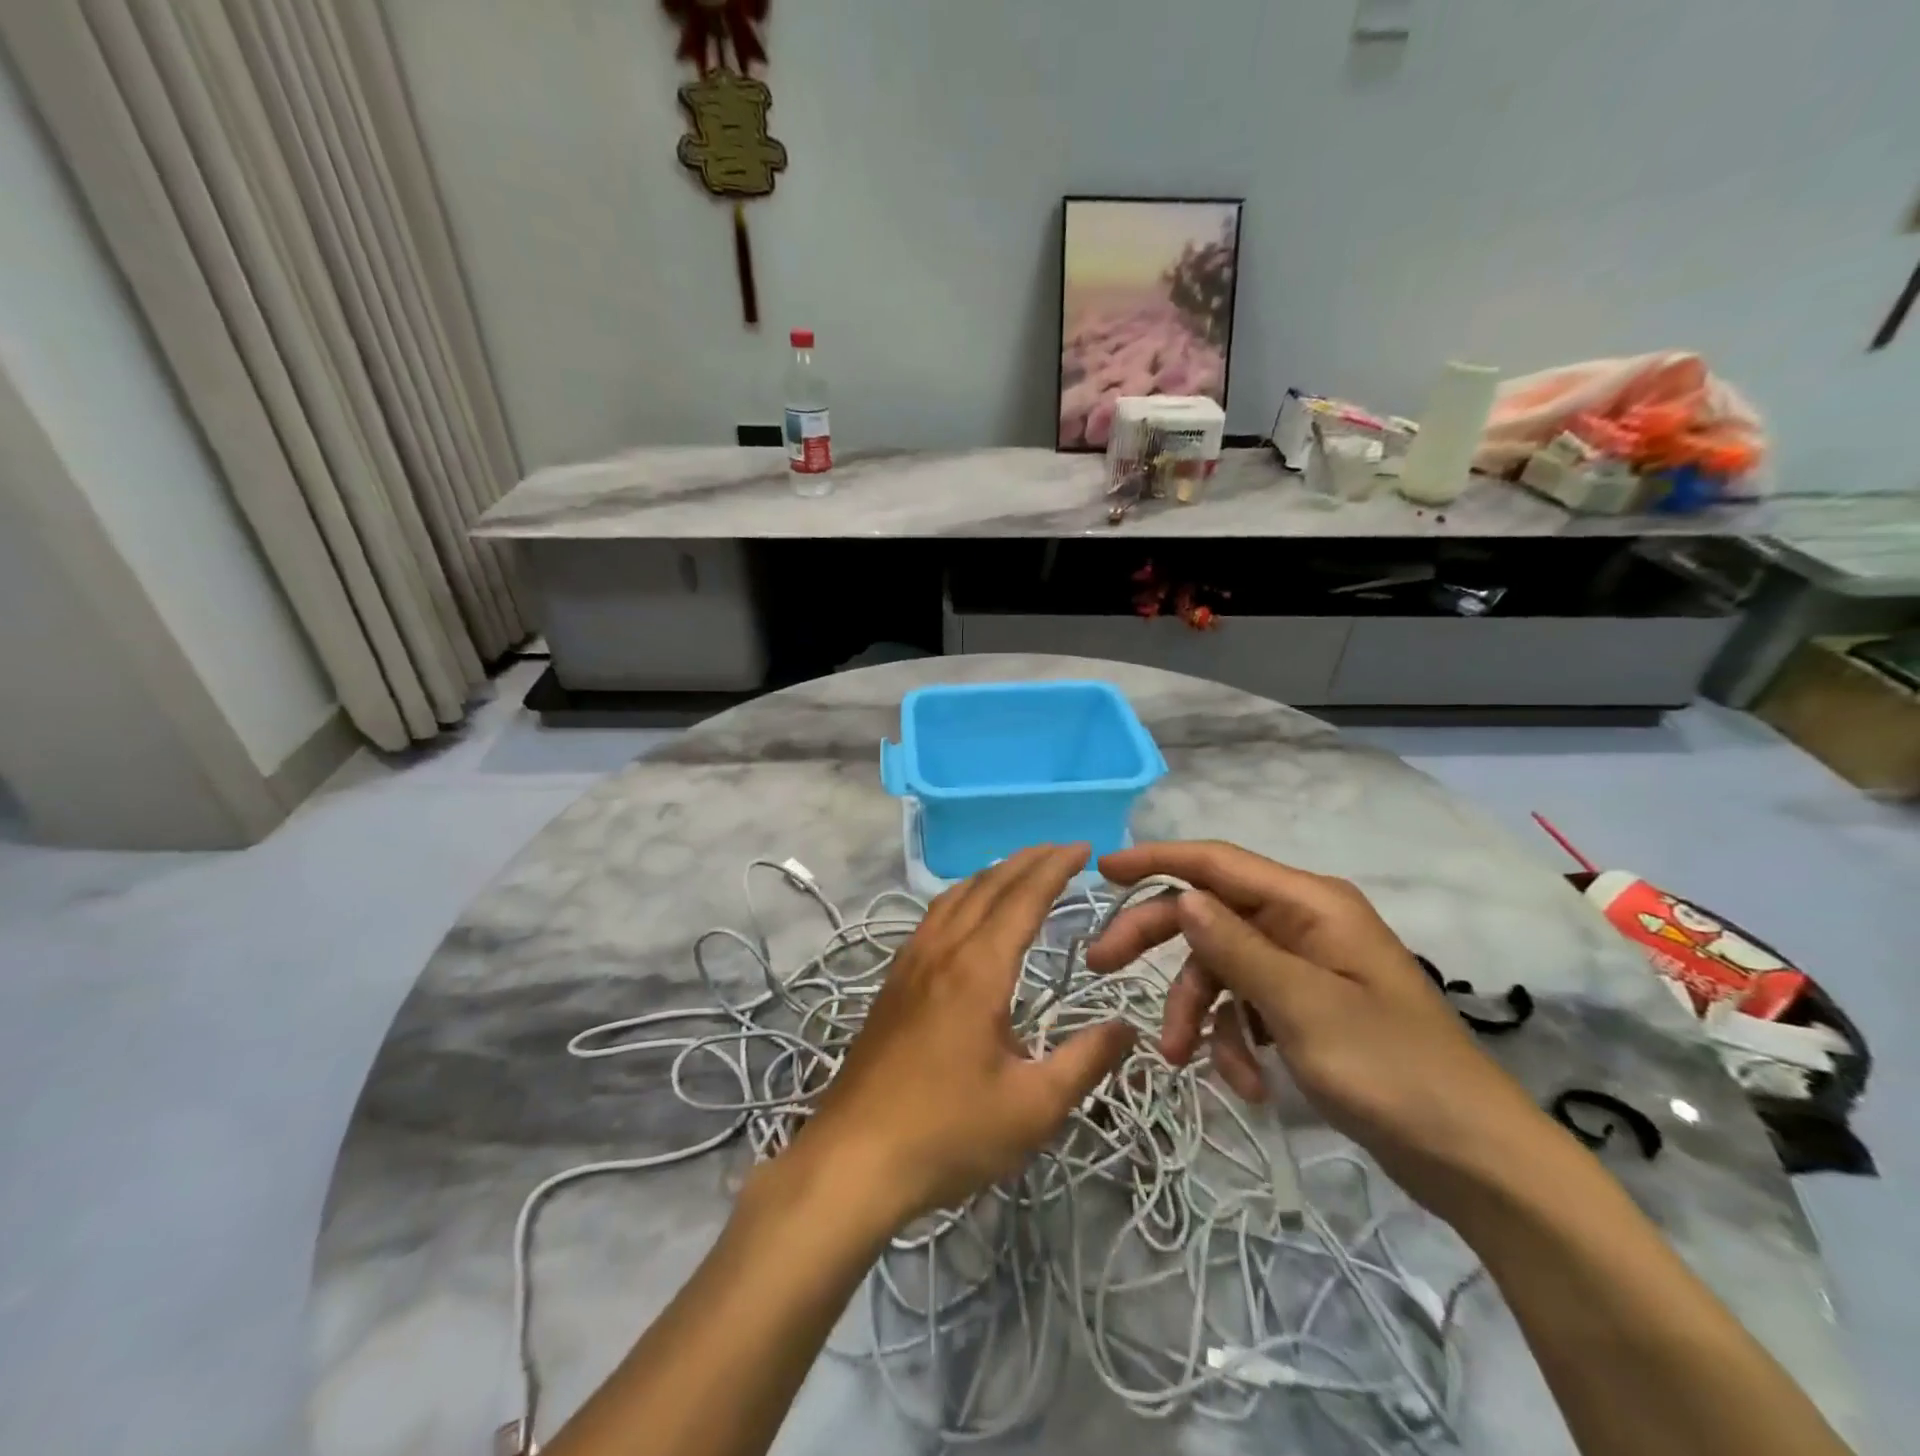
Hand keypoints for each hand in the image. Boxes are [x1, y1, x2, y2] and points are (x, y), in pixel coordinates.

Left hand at [796, 844, 1135, 1226]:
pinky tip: (968, 916)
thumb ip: (1085, 1062)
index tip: (1083, 847)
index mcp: (978, 970)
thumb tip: (1126, 1028)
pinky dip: (963, 897)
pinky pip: (933, 918)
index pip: (1022, 898)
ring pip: (954, 896)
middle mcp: (942, 951)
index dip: (1054, 867)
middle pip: (987, 886)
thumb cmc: (948, 1133)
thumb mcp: (1032, 1107)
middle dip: (1027, 860)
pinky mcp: (893, 983)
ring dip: (992, 874)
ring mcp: (910, 963)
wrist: (853, 1158)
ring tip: (1021, 871)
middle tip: (1062, 850)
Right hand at [1088, 841, 1552, 1217]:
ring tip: (1187, 1061)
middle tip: (1100, 966)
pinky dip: (1234, 1038)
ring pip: (1221, 967)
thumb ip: (1236, 947)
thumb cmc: (1392, 1071)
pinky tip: (1247, 1084)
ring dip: (1199, 1011)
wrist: (1475, 1160)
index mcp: (1309, 904)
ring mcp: (1304, 966)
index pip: (1216, 863)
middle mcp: (1302, 923)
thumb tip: (1183, 897)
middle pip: (1209, 914)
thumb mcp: (1303, 1006)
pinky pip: (1247, 1005)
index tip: (1103, 871)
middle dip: (1157, 942)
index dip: (1156, 860)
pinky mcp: (1306, 1007)